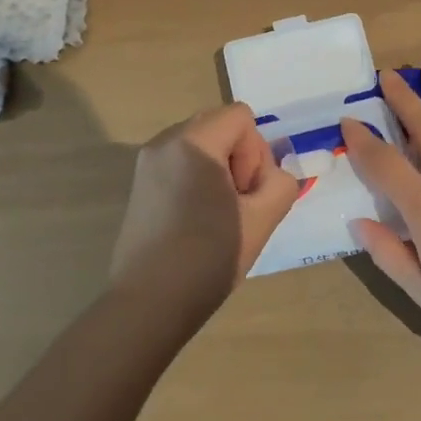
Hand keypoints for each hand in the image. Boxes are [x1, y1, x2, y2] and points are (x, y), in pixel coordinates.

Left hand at [109, 103, 298, 333]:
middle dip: (239, 158)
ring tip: (218, 214)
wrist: (148, 305)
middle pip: (220, 125)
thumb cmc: (208, 258)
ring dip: (220, 169)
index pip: (241, 116)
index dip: (256, 152)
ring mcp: (147, 162)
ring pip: (202, 144)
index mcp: (193, 142)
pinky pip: (182, 162)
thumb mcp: (263, 219)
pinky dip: (199, 179)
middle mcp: (165, 142)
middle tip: (237, 203)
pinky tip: (197, 220)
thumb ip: (280, 183)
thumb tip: (271, 176)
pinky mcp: (140, 184)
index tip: (246, 194)